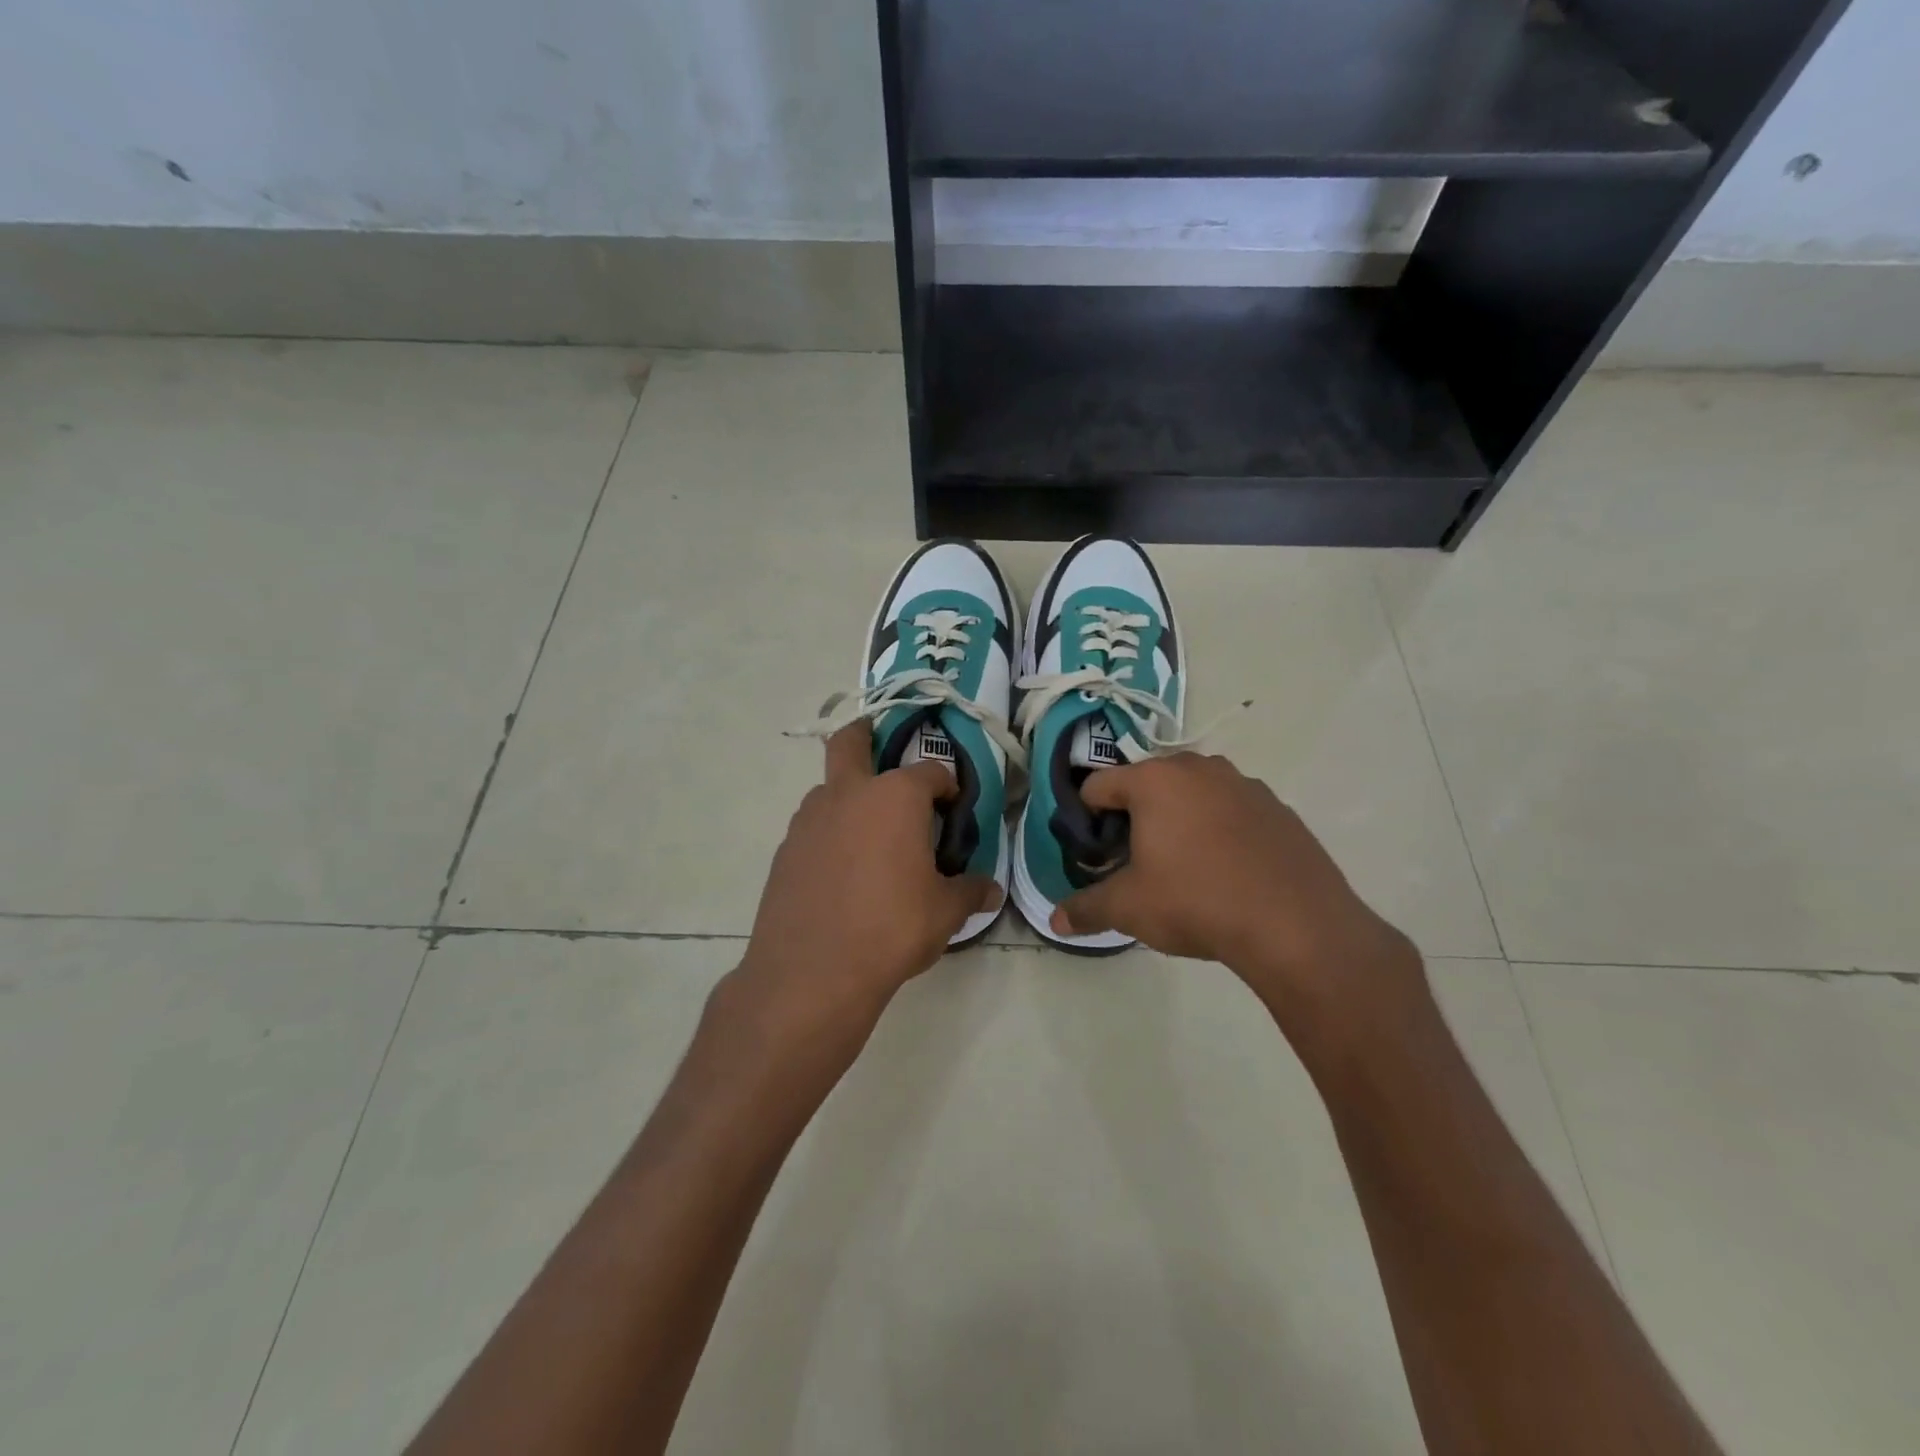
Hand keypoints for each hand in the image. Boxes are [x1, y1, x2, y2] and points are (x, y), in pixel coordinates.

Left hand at [727, 721, 999, 1048]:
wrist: (811, 972)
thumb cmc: (891, 929)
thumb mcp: (944, 912)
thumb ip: (970, 892)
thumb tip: (992, 890)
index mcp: (895, 797)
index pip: (930, 772)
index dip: (947, 785)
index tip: (954, 805)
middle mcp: (849, 793)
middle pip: (851, 741)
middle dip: (866, 735)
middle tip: (880, 746)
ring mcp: (809, 819)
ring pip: (829, 787)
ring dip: (849, 794)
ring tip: (871, 835)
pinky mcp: (785, 849)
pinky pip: (813, 826)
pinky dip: (830, 832)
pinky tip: (842, 870)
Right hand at [1051, 753, 1420, 1030]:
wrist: (1297, 925)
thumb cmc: (1196, 902)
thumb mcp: (1130, 908)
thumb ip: (1086, 908)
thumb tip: (1055, 921)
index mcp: (1154, 780)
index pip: (1097, 786)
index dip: (1086, 820)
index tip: (1094, 855)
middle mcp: (1197, 768)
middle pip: (1146, 786)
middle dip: (1133, 819)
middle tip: (1134, 864)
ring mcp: (1243, 784)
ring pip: (1191, 796)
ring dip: (1177, 822)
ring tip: (1182, 869)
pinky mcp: (1278, 808)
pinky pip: (1231, 811)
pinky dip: (1218, 831)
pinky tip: (1227, 873)